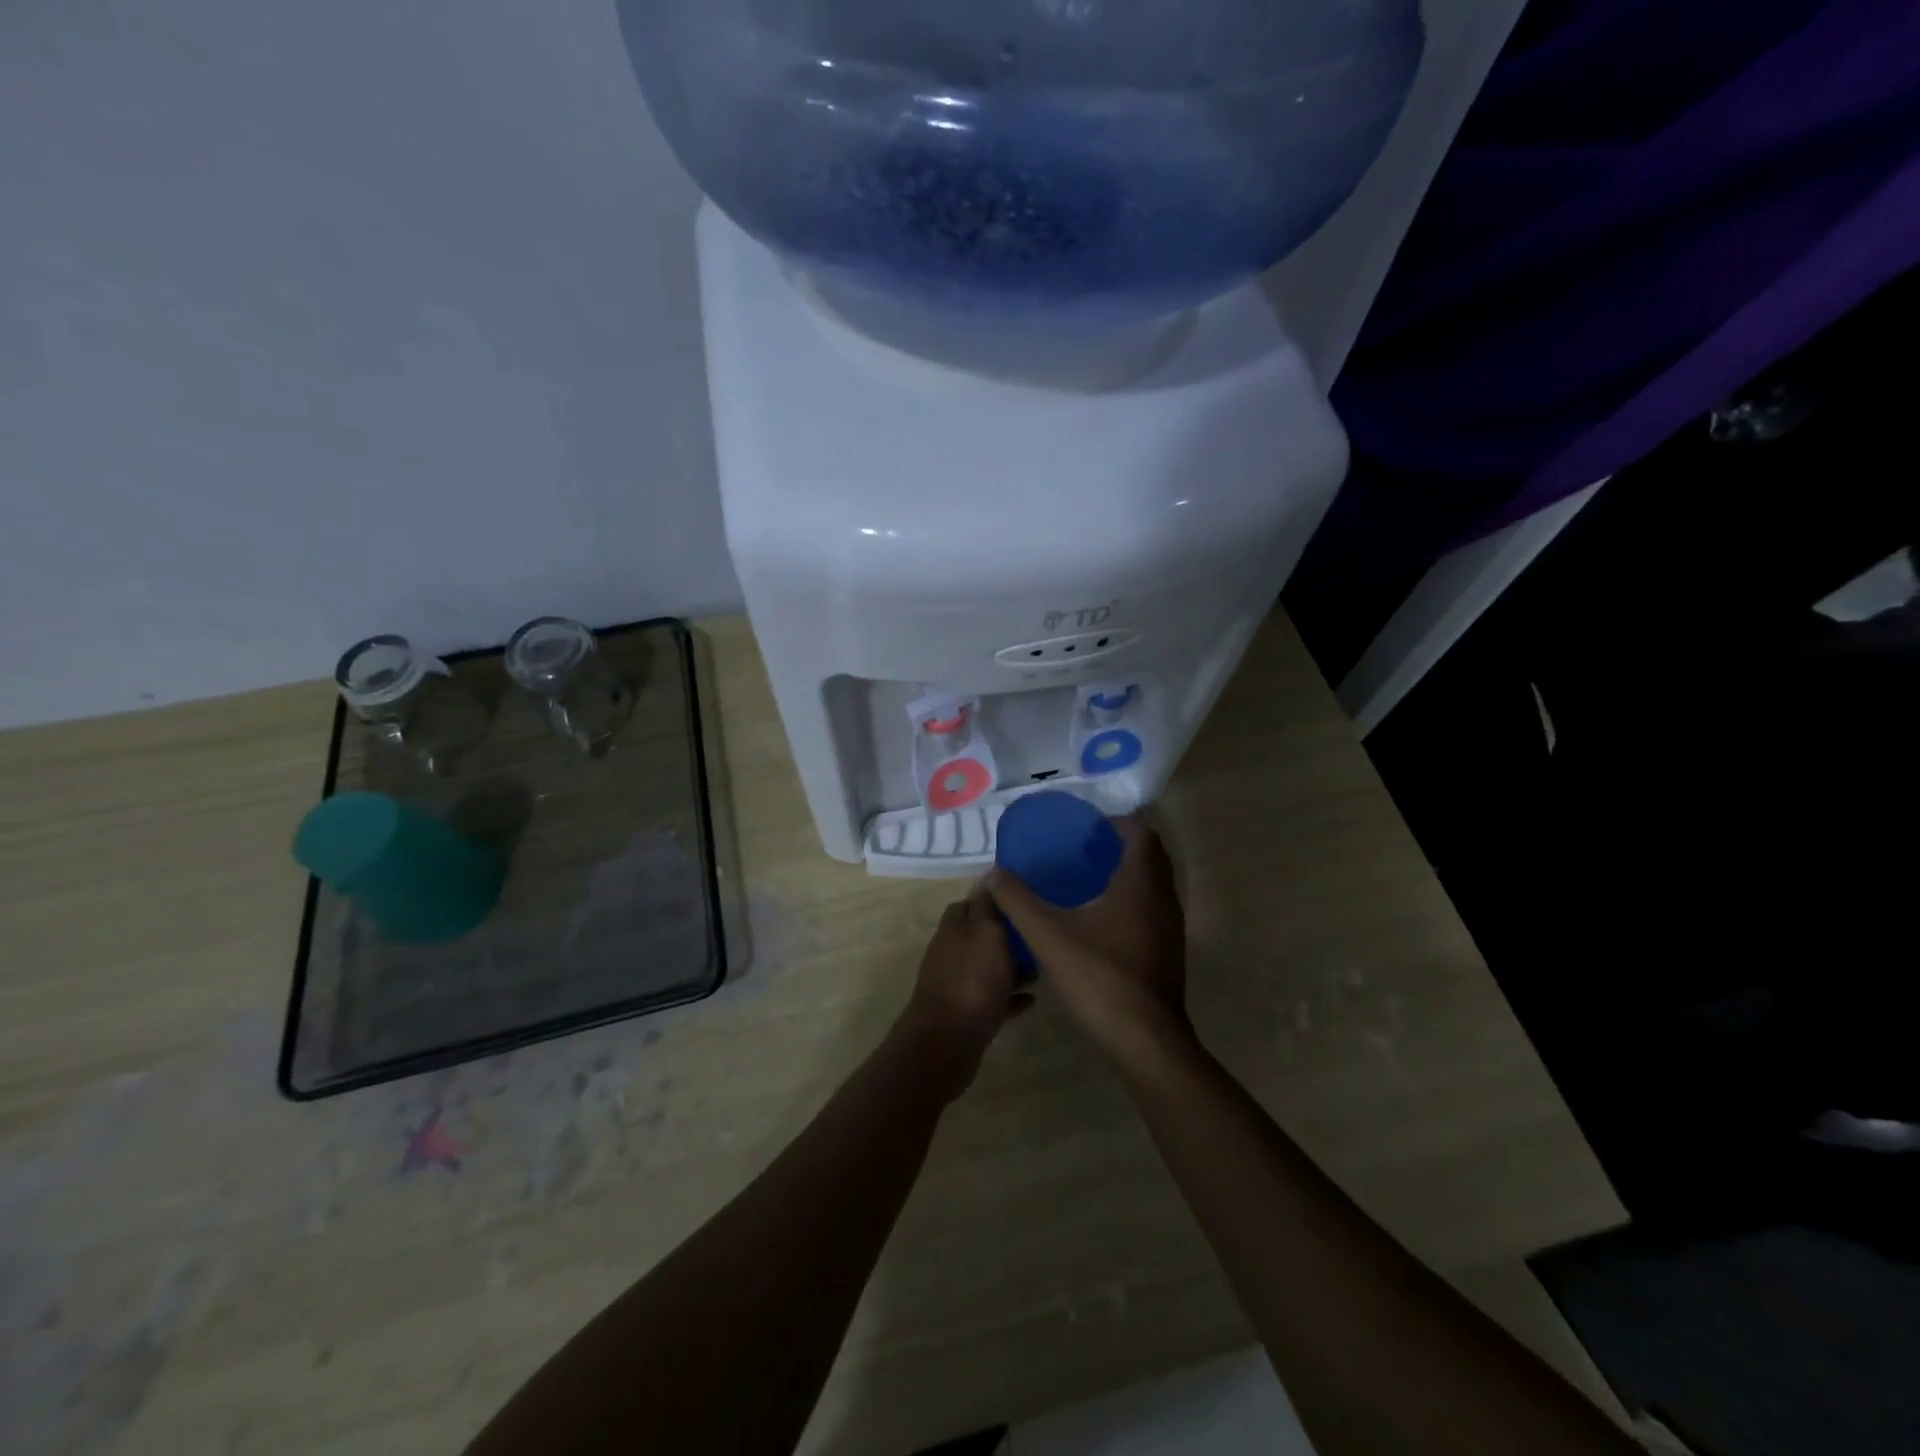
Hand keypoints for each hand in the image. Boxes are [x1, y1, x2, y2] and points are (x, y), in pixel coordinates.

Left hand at [895, 885, 1031, 1097]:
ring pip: (987, 968)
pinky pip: (992, 999)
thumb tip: (988, 877)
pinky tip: (1032, 999)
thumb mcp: (986, 933)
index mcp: (954, 928)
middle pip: (979, 936)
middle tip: (1038, 933)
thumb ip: (987, 906)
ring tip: (1042, 967)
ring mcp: (957, 984)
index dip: (993, 898)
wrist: (947, 1043)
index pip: (970, 902)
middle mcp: (951, 953)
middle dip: (1006, 934)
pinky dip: (1009, 997)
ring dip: (1010, 967)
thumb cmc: (971, 980)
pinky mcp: (966, 1014)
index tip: (1022, 898)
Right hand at [988, 815, 1190, 1070]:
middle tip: (1085, 848)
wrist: (1145, 1039)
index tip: (1087, 827)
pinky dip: (1133, 901)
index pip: (1141, 834)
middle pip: (1151, 857)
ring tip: (1089, 879)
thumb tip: (994, 873)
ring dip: (1129, 874)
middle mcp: (1164, 898)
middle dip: (1121, 846)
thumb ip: (1018, 901)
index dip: (1117, 823)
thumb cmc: (1099, 976)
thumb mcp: (1048, 935)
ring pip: (1155, 885)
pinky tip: (1102, 920)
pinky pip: (1154, 909)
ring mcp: (1171, 927)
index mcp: (1140, 884)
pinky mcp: (1170, 952)